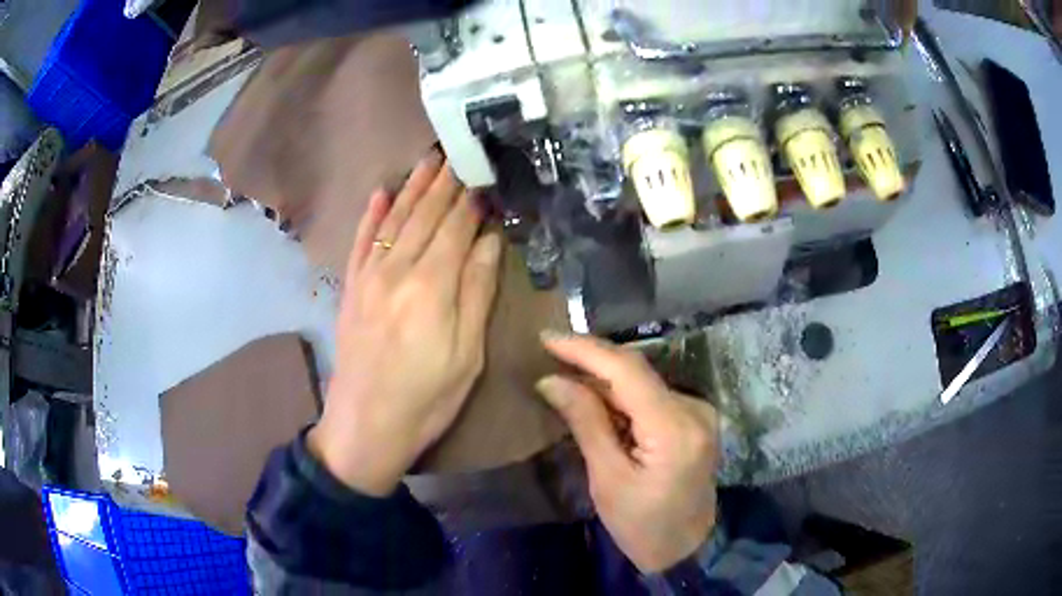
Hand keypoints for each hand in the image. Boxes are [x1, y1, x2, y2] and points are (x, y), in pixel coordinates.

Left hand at [308, 152, 502, 496]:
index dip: (472, 198)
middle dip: (444, 181)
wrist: (365, 427)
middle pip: (425, 215)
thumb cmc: (427, 398)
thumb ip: (478, 292)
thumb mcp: (467, 354)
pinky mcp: (351, 288)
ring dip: (413, 187)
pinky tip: (381, 191)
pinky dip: (371, 214)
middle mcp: (398, 269)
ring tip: (429, 159)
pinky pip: (361, 241)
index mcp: (432, 285)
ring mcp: (369, 276)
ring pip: (395, 219)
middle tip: (459, 150)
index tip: (484, 171)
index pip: (457, 227)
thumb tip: (490, 240)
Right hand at [536, 333, 719, 572]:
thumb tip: (552, 380)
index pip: (627, 371)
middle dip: (591, 362)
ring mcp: (699, 413)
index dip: (586, 350)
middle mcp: (693, 409)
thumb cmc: (642, 525)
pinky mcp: (695, 419)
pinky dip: (622, 396)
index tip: (546, 338)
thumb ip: (586, 423)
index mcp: (674, 428)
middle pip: (636, 373)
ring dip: (604, 379)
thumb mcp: (608, 479)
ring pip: (643, 382)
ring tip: (564, 375)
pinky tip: (595, 399)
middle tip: (549, 355)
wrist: (685, 548)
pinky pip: (652, 396)